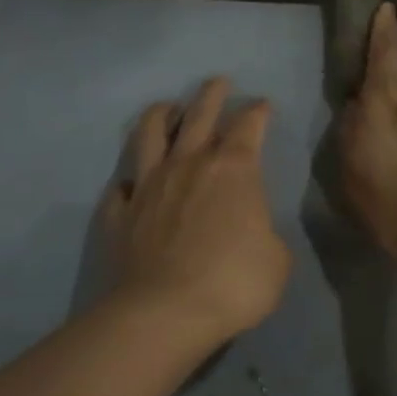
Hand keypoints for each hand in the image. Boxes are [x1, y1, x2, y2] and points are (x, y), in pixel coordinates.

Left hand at [102, 77, 290, 347]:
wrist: (164, 313)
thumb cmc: (233, 282)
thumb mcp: (277, 260)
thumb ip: (266, 233)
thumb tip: (251, 230)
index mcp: (233, 169)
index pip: (249, 125)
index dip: (258, 112)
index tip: (263, 105)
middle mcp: (188, 164)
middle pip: (200, 114)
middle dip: (212, 94)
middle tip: (218, 82)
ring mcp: (149, 185)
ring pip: (150, 134)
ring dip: (160, 115)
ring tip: (167, 108)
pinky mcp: (120, 213)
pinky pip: (119, 188)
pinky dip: (127, 182)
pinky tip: (130, 185)